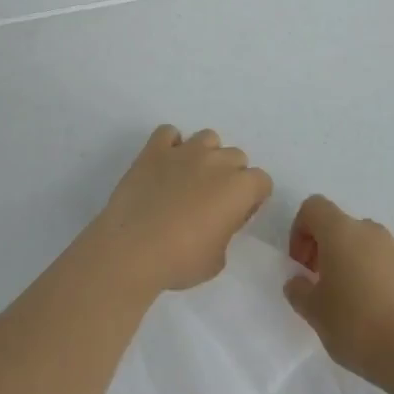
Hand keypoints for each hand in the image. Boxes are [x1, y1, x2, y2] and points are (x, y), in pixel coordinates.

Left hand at [92, 126, 273, 294]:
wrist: (132, 249)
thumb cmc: (180, 261)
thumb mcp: (217, 260)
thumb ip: (225, 232)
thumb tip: (216, 222)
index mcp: (238, 189)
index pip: (261, 181)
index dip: (251, 199)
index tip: (236, 216)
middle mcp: (216, 161)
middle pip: (236, 156)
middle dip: (230, 175)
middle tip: (212, 201)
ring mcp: (185, 151)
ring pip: (208, 138)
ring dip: (205, 155)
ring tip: (190, 179)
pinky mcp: (154, 150)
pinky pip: (168, 133)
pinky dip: (170, 145)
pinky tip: (164, 165)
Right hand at [283, 195, 393, 383]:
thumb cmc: (354, 326)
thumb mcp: (314, 313)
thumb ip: (299, 291)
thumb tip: (298, 282)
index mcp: (339, 232)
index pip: (313, 208)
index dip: (300, 231)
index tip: (301, 265)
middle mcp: (368, 230)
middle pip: (339, 224)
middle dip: (325, 247)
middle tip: (320, 283)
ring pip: (368, 239)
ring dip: (354, 255)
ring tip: (352, 292)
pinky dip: (388, 261)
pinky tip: (386, 284)